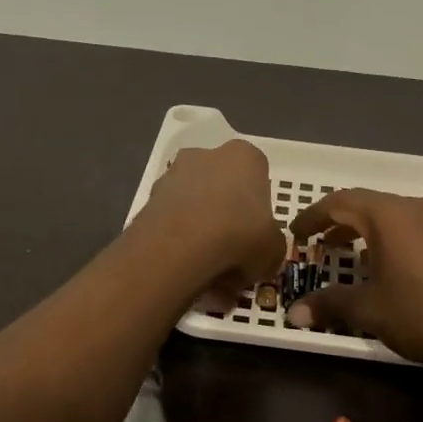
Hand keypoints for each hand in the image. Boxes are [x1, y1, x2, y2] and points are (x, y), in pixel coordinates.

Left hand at [134, 140, 286, 289]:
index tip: (256, 234)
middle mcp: (207, 155)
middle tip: (232, 252)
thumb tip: (261, 253)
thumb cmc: (239, 237)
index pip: (257, 176)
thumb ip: (271, 246)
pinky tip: (185, 265)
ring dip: (200, 227)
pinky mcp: (149, 197)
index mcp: (245, 157)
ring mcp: (173, 174)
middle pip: (222, 186)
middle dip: (226, 214)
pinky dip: (178, 238)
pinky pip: (172, 219)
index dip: (258, 208)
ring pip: (194, 202)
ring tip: (206, 267)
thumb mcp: (273, 250)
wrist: (179, 247)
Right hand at [285, 189, 422, 371]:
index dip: (312, 216)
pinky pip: (409, 225)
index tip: (296, 233)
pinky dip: (387, 236)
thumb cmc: (422, 312)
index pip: (339, 202)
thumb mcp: (369, 309)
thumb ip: (330, 304)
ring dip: (363, 229)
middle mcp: (411, 208)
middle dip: (337, 221)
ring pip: (389, 214)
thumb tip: (293, 314)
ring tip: (346, 253)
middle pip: (365, 204)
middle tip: (317, 242)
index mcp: (387, 215)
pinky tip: (384, 264)